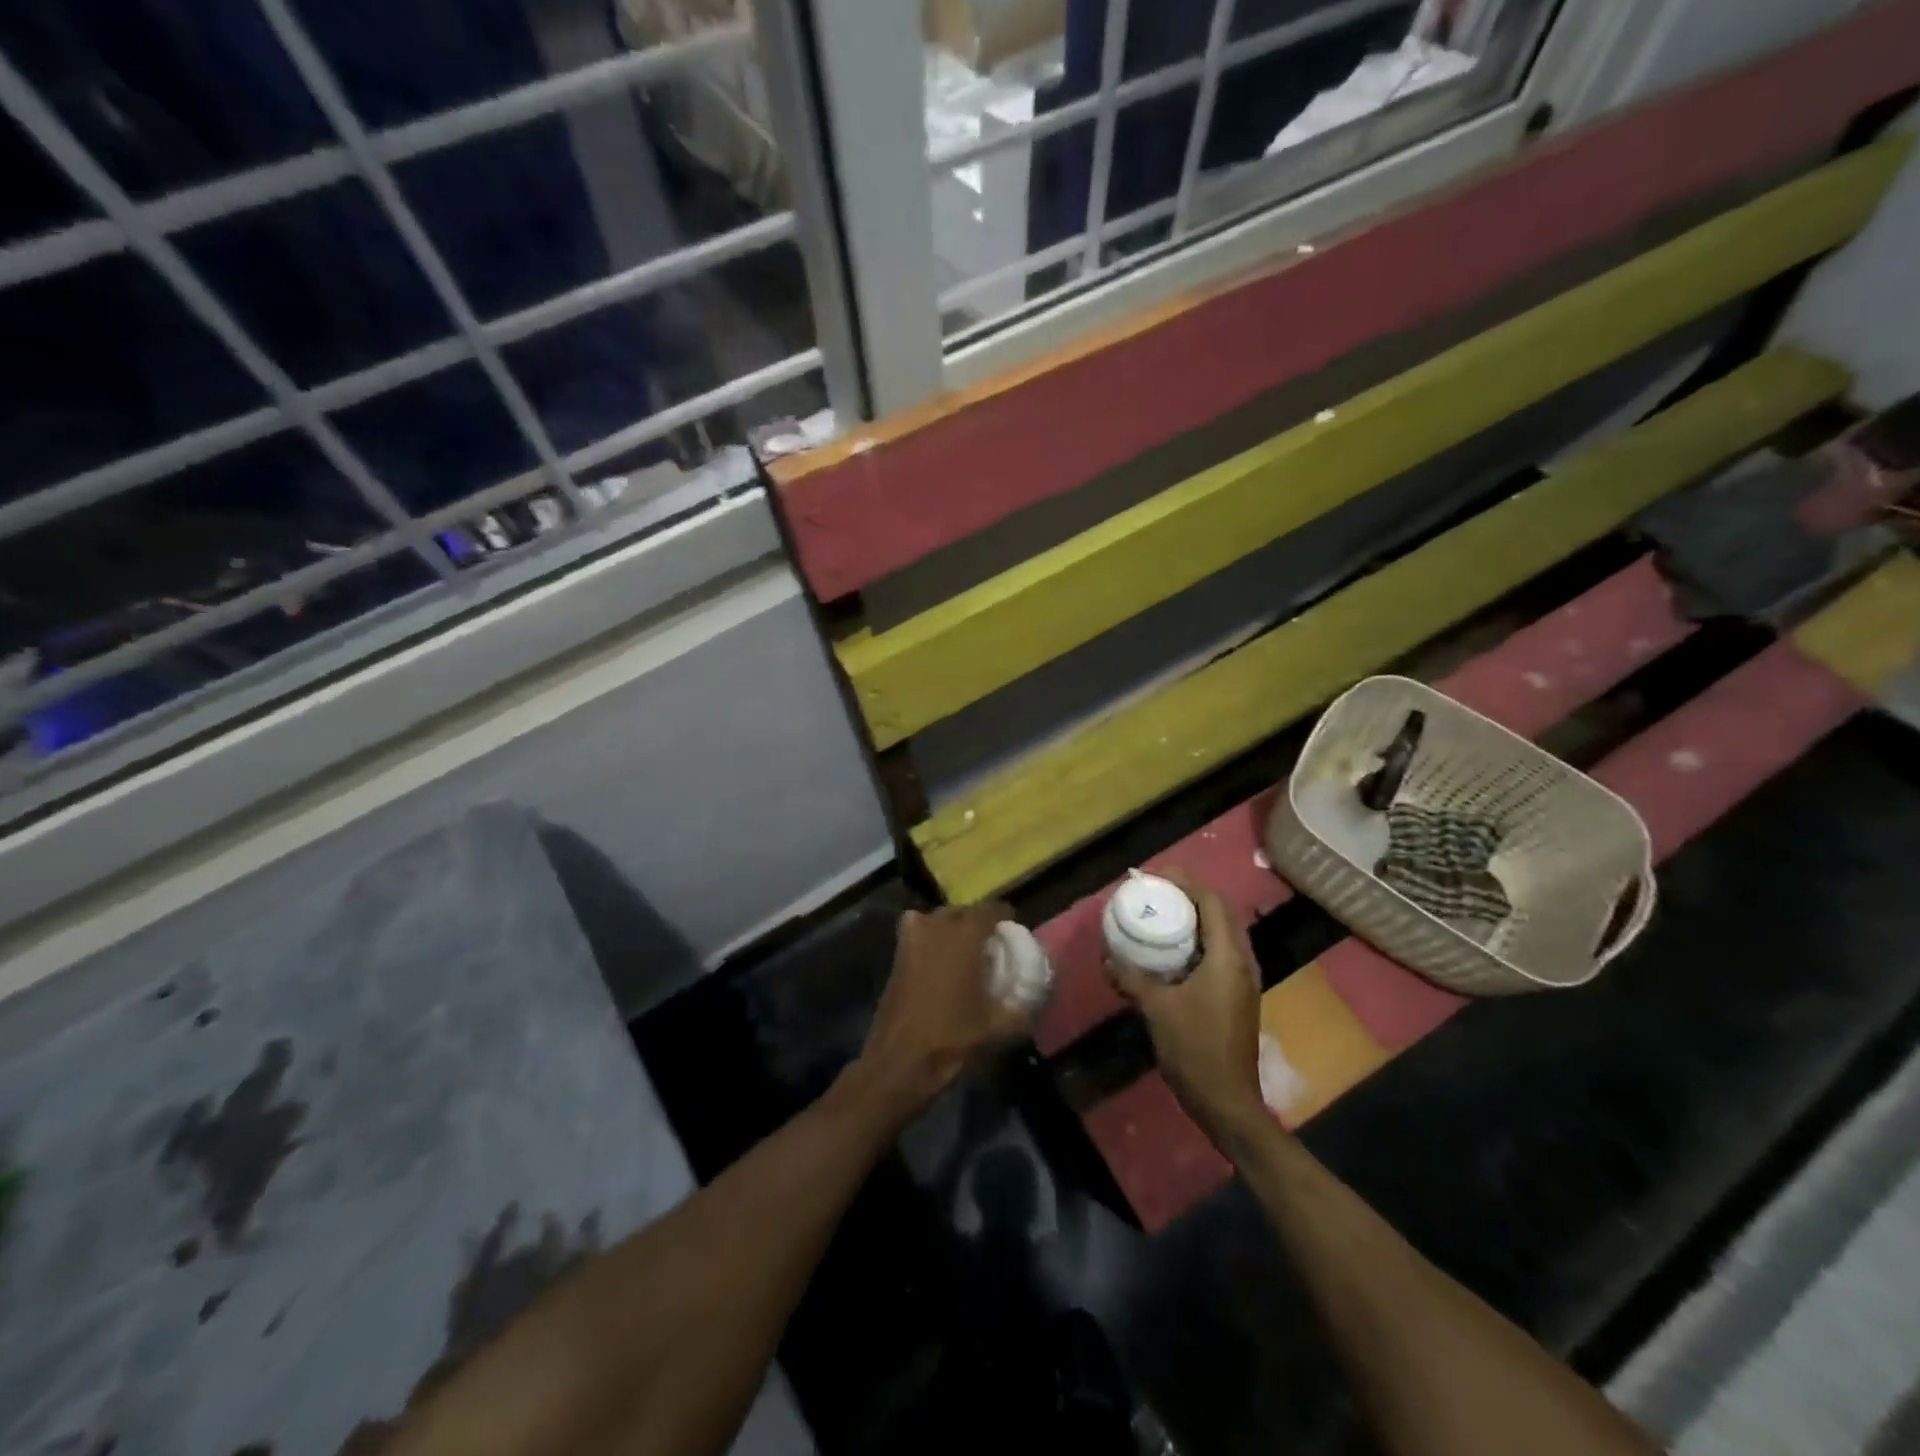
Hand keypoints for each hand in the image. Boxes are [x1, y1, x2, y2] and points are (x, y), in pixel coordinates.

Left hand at [852, 902, 1028, 1122]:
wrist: (899, 1061)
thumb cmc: (951, 1037)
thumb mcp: (997, 1027)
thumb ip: (1022, 1008)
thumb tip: (1037, 998)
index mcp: (964, 936)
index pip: (990, 910)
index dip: (1004, 917)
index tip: (1012, 930)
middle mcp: (935, 927)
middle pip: (961, 912)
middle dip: (976, 922)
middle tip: (990, 944)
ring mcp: (911, 939)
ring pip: (936, 919)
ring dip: (950, 928)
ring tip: (964, 951)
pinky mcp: (896, 956)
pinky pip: (917, 933)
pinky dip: (929, 939)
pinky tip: (939, 963)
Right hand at [1110, 872, 1269, 1151]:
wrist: (1227, 1101)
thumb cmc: (1194, 1048)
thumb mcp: (1156, 1009)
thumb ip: (1132, 978)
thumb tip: (1108, 958)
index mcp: (1227, 957)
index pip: (1212, 903)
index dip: (1187, 883)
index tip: (1157, 877)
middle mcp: (1242, 962)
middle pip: (1220, 914)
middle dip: (1190, 898)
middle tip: (1157, 893)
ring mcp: (1243, 981)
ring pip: (1221, 935)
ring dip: (1194, 921)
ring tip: (1162, 916)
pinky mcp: (1237, 997)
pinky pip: (1219, 955)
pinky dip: (1197, 943)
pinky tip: (1171, 954)